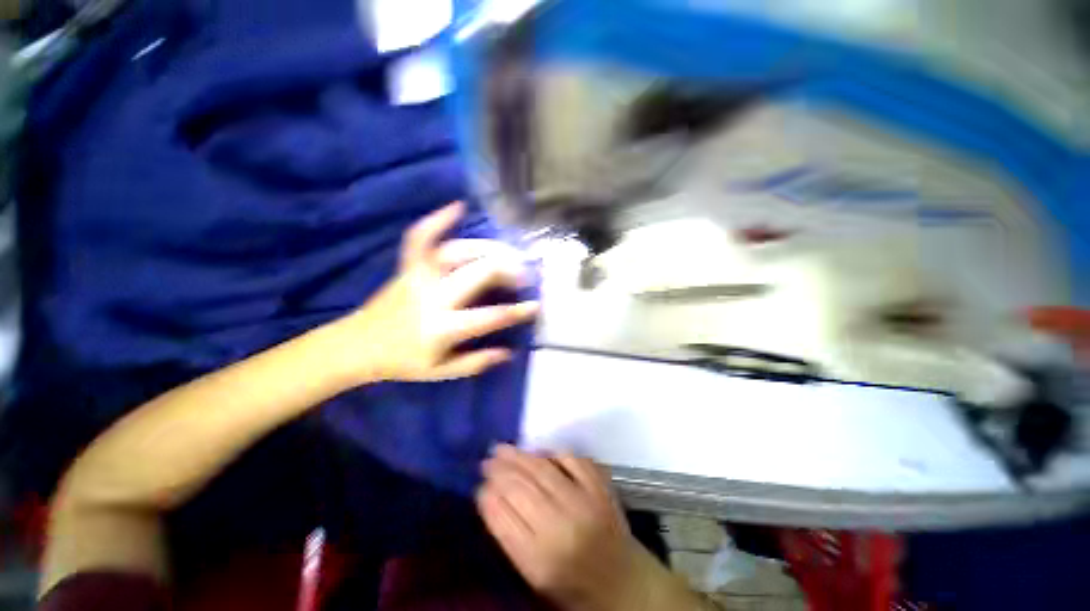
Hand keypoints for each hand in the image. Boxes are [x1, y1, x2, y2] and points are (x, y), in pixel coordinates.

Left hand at [336, 202, 538, 383]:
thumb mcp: (442, 372)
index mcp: (443, 329)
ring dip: (488, 249)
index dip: (517, 311)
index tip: (535, 305)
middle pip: (479, 274)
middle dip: (508, 271)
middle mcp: (433, 298)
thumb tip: (509, 352)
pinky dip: (438, 220)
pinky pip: (420, 238)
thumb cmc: (403, 361)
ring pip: (459, 253)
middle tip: (524, 276)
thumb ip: (477, 362)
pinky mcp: (407, 267)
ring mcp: (419, 277)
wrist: (357, 346)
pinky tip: (457, 206)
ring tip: (507, 254)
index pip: (489, 317)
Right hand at [477, 445, 644, 610]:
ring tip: (502, 449)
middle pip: (521, 489)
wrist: (624, 584)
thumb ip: (510, 535)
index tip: (479, 485)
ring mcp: (584, 502)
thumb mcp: (534, 573)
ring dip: (519, 456)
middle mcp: (561, 528)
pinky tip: (539, 453)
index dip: (488, 497)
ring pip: (543, 469)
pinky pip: (572, 459)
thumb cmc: (573, 585)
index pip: (504, 519)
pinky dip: (553, 453)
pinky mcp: (601, 487)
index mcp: (540, 560)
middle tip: (487, 460)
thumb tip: (489, 495)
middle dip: (500, 471)